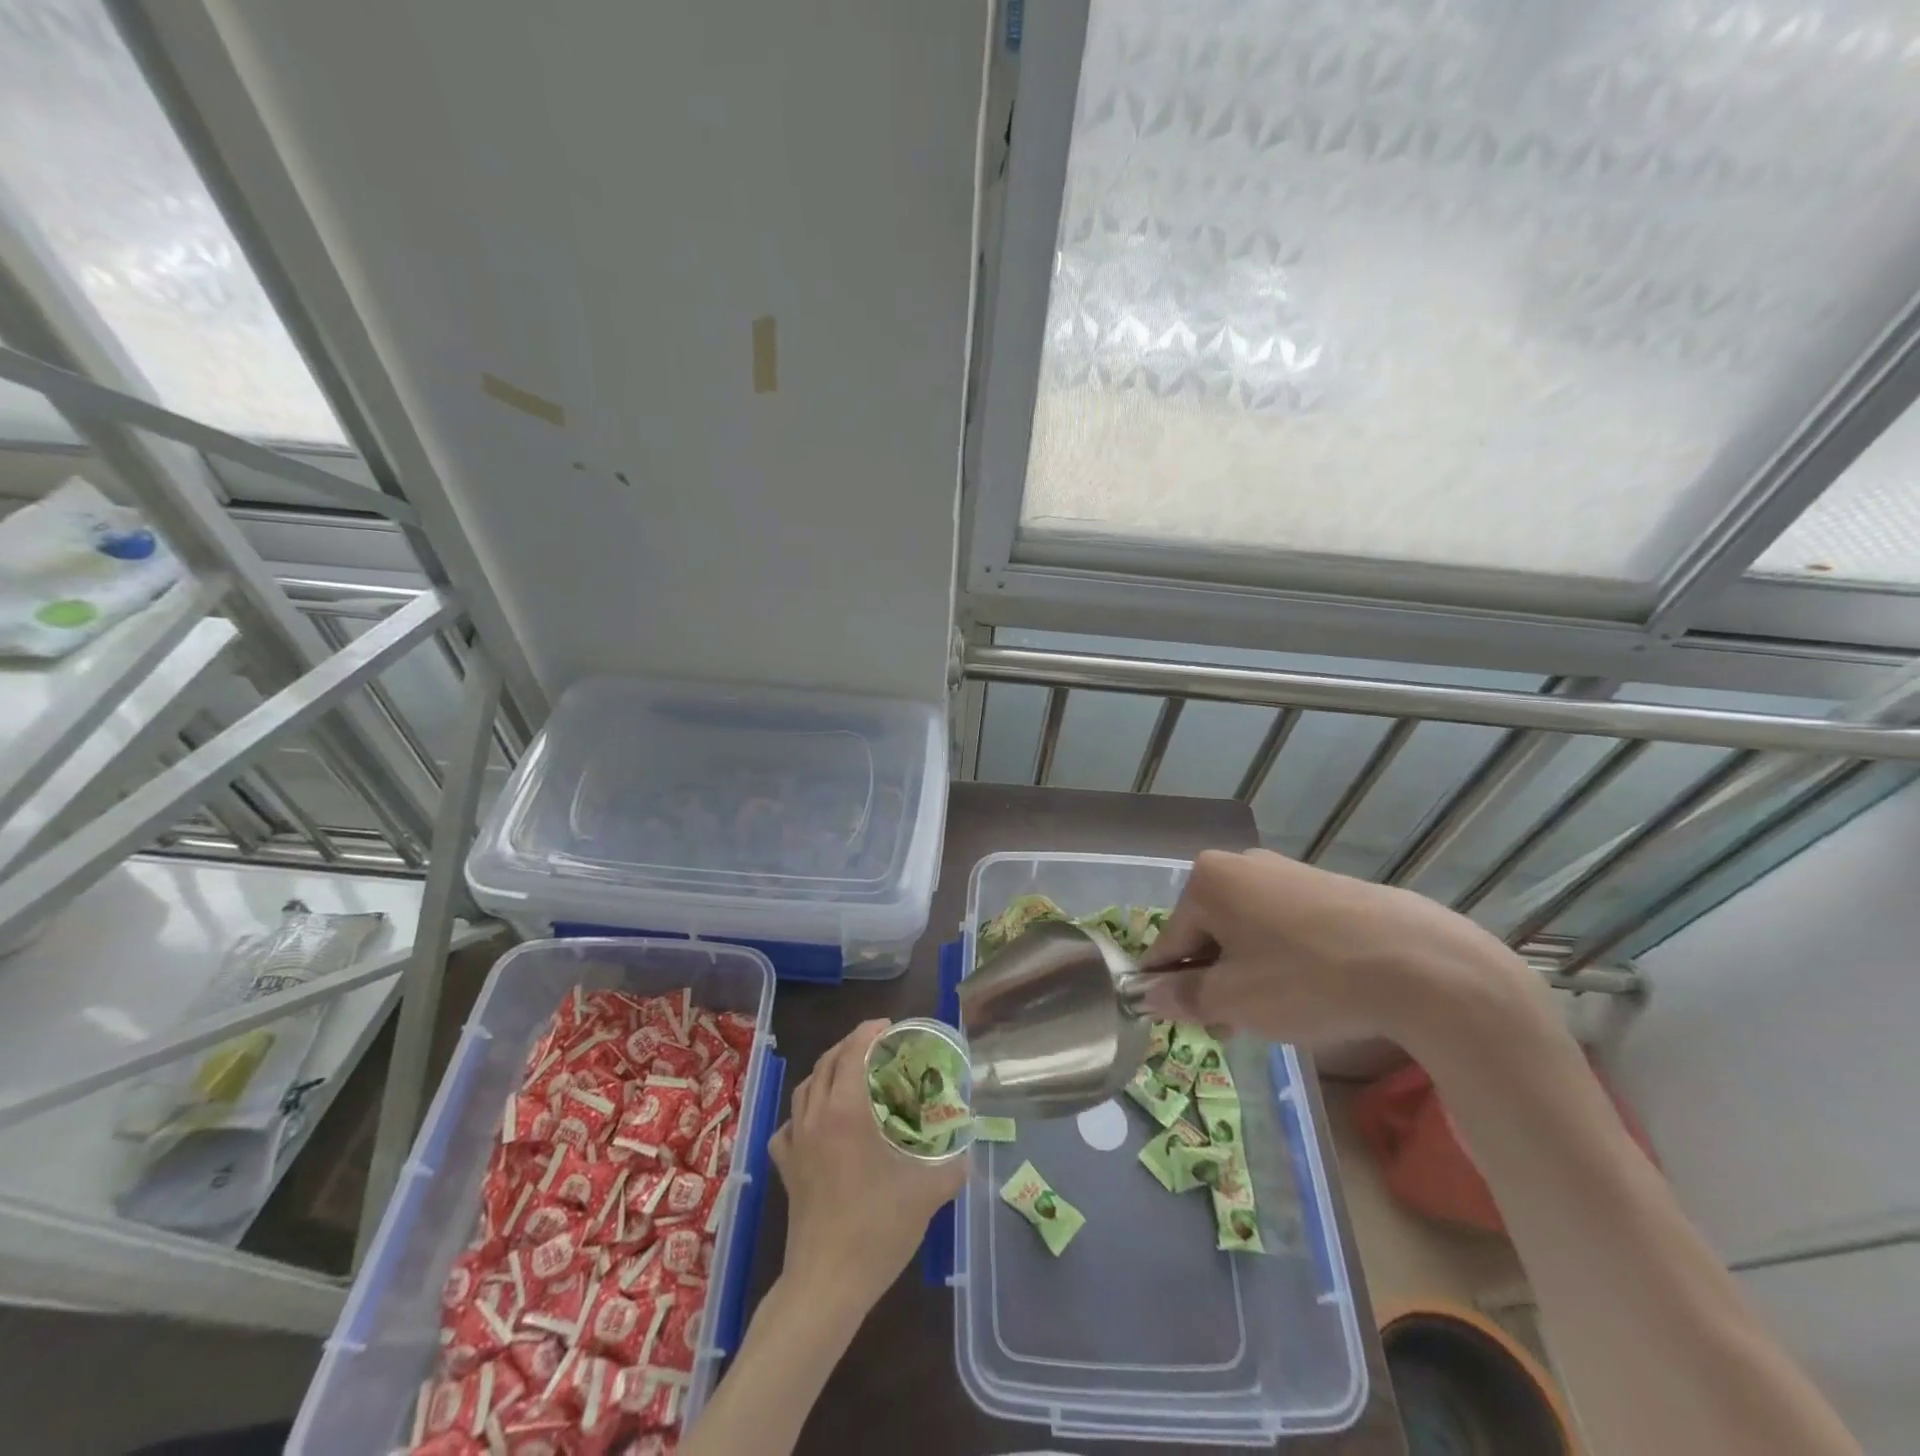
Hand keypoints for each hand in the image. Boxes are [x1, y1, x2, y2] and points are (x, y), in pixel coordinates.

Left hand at [768, 1019, 966, 1317]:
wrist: (826, 1284)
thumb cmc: (877, 1229)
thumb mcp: (926, 1193)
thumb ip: (952, 1167)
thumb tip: (968, 1153)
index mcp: (847, 1111)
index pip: (852, 1053)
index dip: (868, 1033)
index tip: (888, 1026)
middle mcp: (816, 1117)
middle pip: (826, 1063)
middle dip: (849, 1046)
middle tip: (875, 1046)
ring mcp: (796, 1143)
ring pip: (805, 1089)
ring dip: (826, 1072)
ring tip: (849, 1074)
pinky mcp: (786, 1169)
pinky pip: (789, 1126)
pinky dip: (803, 1113)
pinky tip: (816, 1124)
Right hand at [1140, 848, 1540, 1058]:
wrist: (1420, 964)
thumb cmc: (1305, 979)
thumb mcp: (1234, 1000)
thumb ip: (1185, 996)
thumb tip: (1151, 995)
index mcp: (1207, 880)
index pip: (1169, 942)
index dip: (1173, 988)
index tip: (1192, 1024)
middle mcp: (1240, 864)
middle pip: (1208, 932)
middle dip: (1215, 980)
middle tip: (1235, 1026)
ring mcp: (1286, 871)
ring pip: (1247, 931)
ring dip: (1248, 972)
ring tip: (1278, 1014)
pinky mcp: (1326, 886)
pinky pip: (1284, 925)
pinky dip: (1284, 958)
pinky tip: (1311, 990)